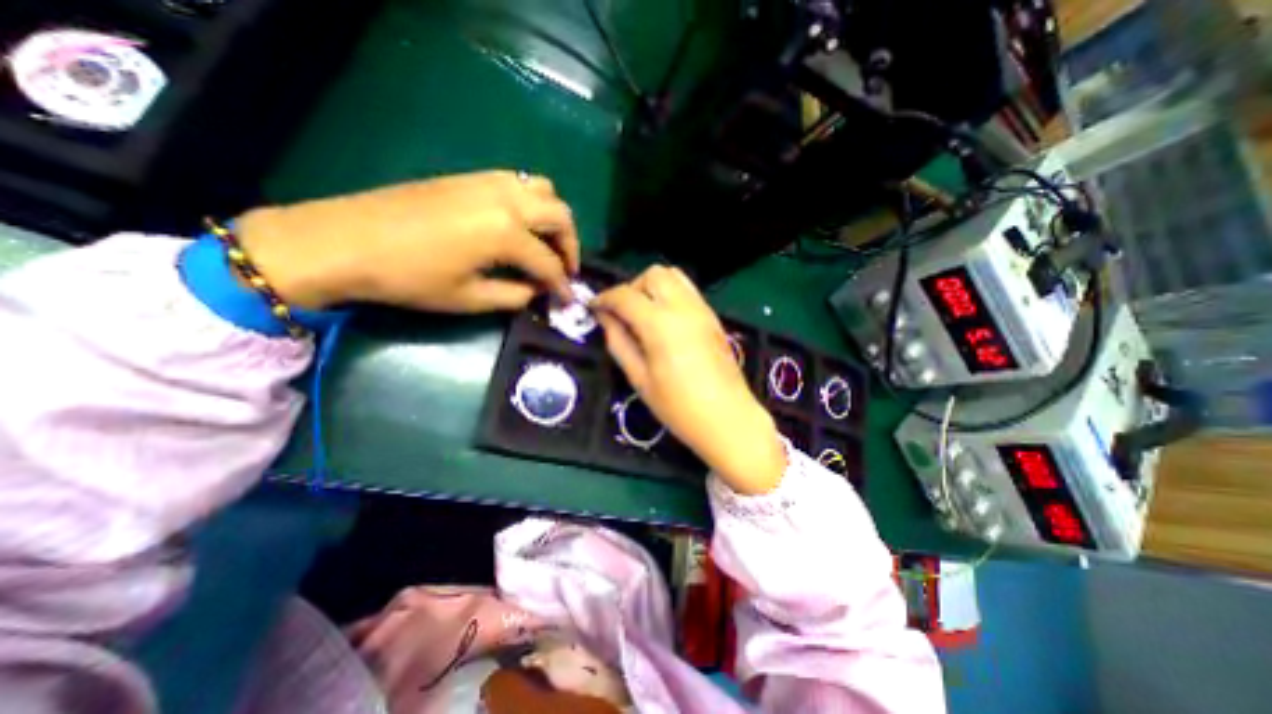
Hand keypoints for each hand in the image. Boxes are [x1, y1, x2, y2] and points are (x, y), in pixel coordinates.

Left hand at [234, 170, 580, 312]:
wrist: (346, 240)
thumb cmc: (410, 278)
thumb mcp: (469, 298)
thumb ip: (515, 296)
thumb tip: (537, 291)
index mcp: (506, 233)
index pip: (549, 263)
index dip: (563, 285)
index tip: (569, 300)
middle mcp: (506, 200)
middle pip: (560, 216)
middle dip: (571, 245)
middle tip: (566, 269)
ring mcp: (489, 182)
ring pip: (545, 190)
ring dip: (555, 218)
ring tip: (549, 243)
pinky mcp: (472, 177)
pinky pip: (520, 182)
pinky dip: (534, 202)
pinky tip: (523, 224)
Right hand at [595, 266, 786, 491]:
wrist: (727, 418)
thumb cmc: (678, 406)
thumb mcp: (639, 378)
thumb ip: (619, 342)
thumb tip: (605, 318)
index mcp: (660, 324)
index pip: (625, 295)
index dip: (604, 298)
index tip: (594, 308)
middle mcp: (683, 307)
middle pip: (652, 274)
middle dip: (631, 287)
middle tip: (623, 314)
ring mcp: (702, 309)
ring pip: (673, 276)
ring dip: (652, 287)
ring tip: (644, 314)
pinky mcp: (713, 317)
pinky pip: (688, 290)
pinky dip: (670, 294)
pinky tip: (665, 320)